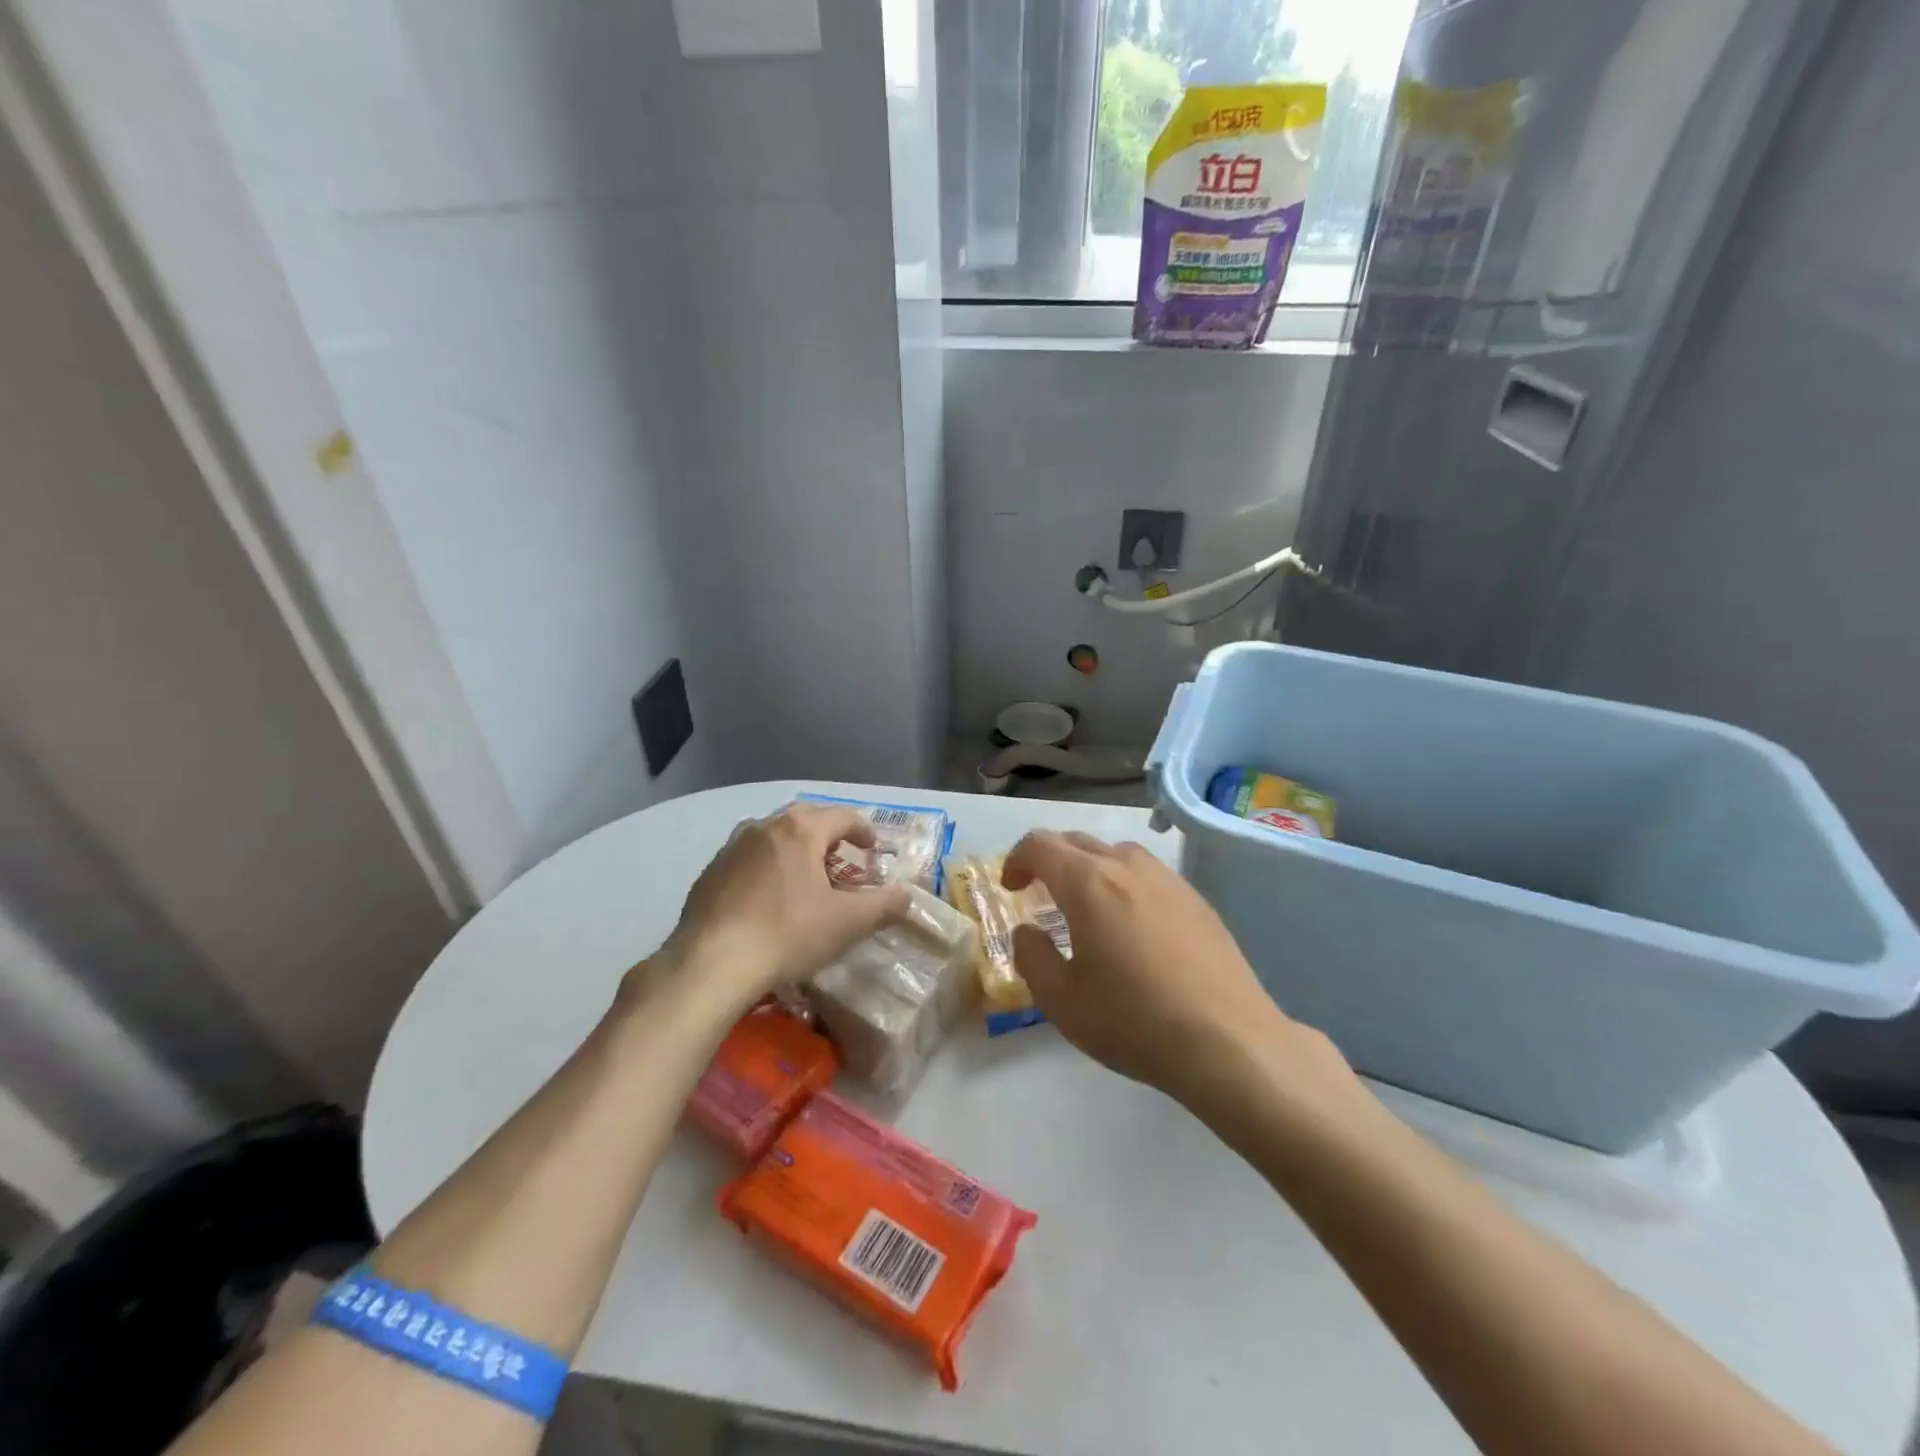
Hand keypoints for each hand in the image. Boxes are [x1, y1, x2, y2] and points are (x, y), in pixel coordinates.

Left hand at [646, 804, 910, 1010]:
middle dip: (830, 836)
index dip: (865, 831)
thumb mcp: (848, 923)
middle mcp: (764, 827)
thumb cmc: (787, 934)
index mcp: (801, 830)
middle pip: (806, 819)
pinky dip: (767, 868)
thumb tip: (906, 895)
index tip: (875, 851)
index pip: (844, 816)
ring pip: (774, 837)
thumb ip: (883, 905)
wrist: (710, 964)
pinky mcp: (710, 873)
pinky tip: (768, 899)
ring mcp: (732, 848)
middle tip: (844, 860)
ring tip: (806, 877)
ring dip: (796, 850)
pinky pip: (748, 859)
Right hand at [1002, 831, 1335, 1106]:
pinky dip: (1125, 884)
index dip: (1016, 860)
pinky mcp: (1196, 899)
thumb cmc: (1133, 1020)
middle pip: (1077, 842)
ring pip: (1116, 853)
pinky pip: (1148, 874)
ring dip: (1090, 868)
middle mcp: (1127, 866)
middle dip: (1050, 860)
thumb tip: (1028, 930)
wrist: (1228, 1041)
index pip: (1039, 845)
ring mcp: (1167, 879)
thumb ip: (1032, 956)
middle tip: (1040, 894)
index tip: (1011, 889)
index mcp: (1087, 883)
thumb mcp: (1061, 1000)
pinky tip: (1133, 926)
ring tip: (1087, 907)